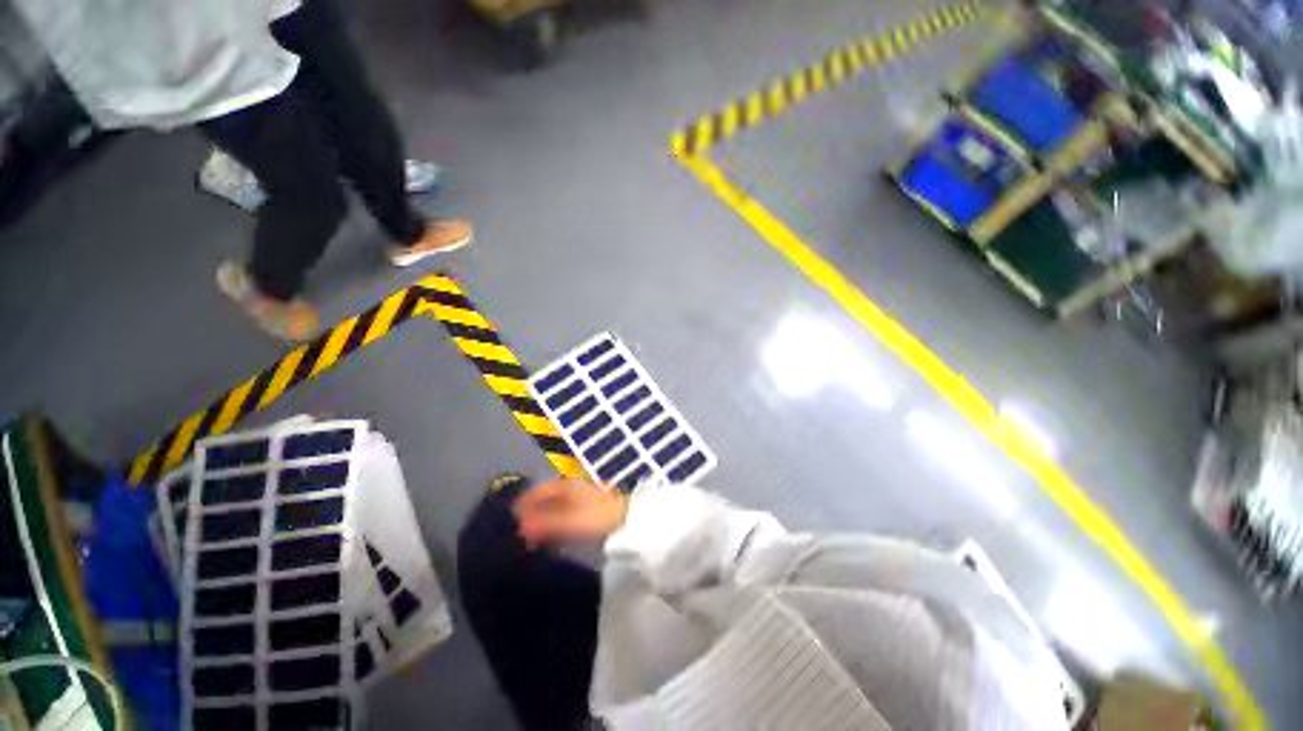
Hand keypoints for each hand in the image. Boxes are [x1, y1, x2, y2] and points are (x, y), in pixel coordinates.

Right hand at [512, 478, 628, 547]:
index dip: (524, 503)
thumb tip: (519, 527)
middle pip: (546, 498)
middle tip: (518, 532)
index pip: (539, 490)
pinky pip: (565, 514)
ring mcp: (582, 498)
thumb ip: (545, 523)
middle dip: (532, 512)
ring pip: (556, 507)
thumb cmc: (599, 516)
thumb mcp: (570, 521)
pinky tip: (552, 536)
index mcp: (566, 486)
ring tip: (531, 537)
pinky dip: (555, 524)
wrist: (631, 519)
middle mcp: (572, 488)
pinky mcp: (590, 510)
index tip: (510, 519)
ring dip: (543, 519)